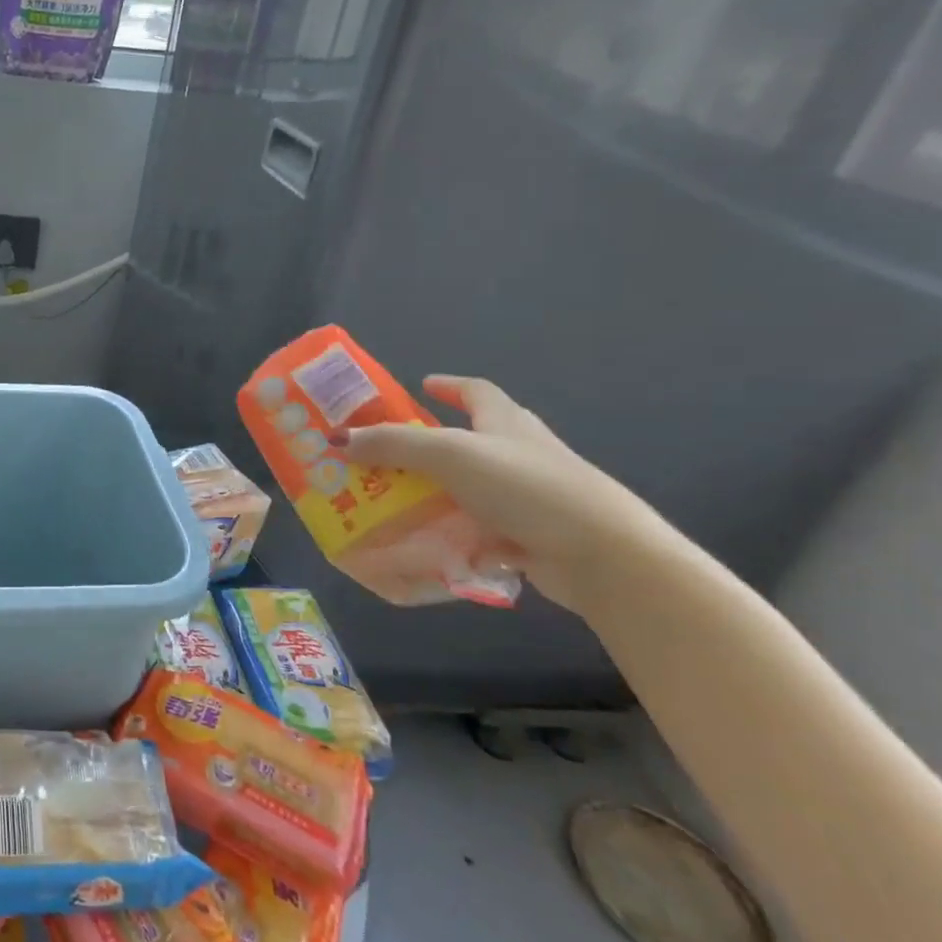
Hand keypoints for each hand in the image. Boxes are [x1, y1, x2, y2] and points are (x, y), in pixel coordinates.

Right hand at [340, 376, 671, 615]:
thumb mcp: (449, 454)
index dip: (448, 386)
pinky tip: (422, 544)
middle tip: (381, 454)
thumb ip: (392, 444)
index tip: (420, 386)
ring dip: (431, 494)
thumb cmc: (526, 486)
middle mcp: (519, 453)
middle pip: (468, 441)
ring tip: (388, 501)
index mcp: (506, 422)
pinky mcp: (529, 535)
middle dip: (426, 446)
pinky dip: (450, 533)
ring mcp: (526, 496)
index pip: (476, 392)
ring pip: (467, 488)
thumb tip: (338, 439)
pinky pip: (477, 529)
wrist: (602, 555)